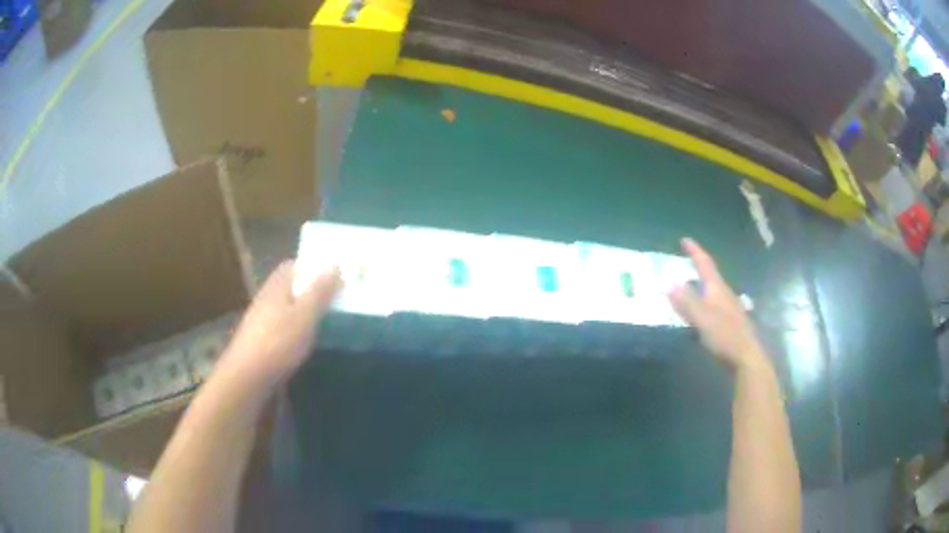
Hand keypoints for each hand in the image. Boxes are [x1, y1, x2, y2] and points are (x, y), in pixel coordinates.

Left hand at [216, 261, 340, 389]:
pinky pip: (283, 328)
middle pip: (290, 287)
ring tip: (327, 322)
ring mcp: (261, 321)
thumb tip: (334, 264)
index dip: (312, 267)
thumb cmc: (278, 343)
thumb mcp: (305, 315)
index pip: (293, 266)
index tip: (333, 275)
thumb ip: (319, 291)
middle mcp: (266, 298)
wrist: (247, 377)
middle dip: (310, 291)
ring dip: (303, 312)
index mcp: (276, 286)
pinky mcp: (261, 342)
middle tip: (336, 299)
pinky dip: (296, 331)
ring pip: (286, 309)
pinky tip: (307, 344)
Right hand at [668, 238, 765, 369]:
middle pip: (710, 275)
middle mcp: (724, 294)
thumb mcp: (703, 319)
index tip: (685, 240)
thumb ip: (687, 302)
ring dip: (700, 285)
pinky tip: (699, 311)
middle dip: (697, 267)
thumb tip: (670, 283)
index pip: (705, 264)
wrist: (747, 356)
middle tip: (684, 262)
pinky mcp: (729, 321)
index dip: (695, 251)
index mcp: (717, 289)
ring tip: (688, 285)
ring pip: (712, 290)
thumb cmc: (725, 335)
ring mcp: (729, 307)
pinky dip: (702, 301)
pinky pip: (712, 304)